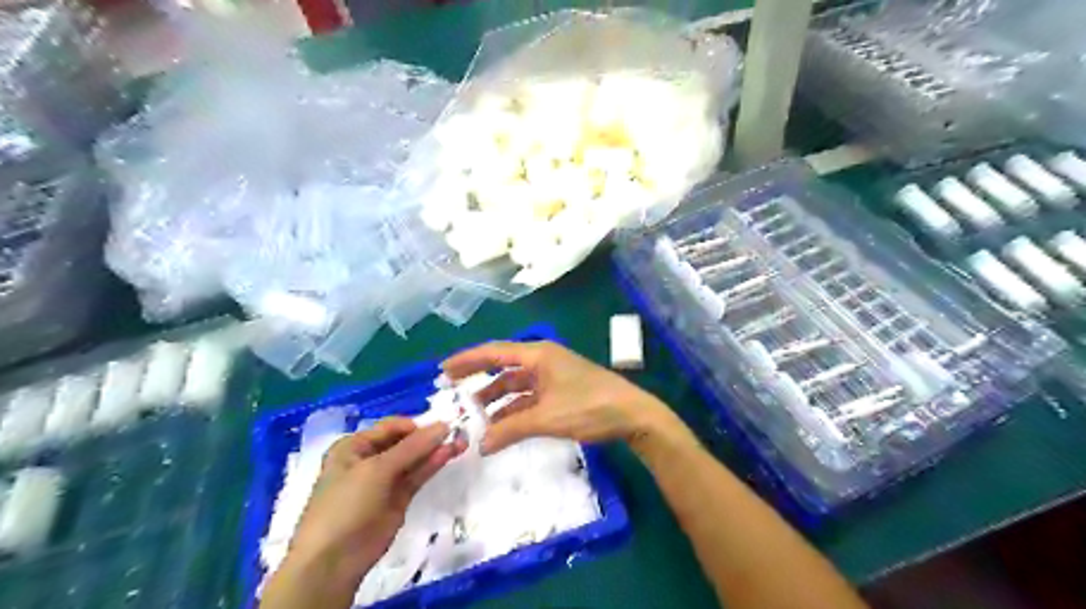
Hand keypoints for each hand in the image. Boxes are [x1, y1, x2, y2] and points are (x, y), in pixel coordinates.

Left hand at [266, 418, 466, 608]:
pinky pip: (417, 476)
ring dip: (435, 449)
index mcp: (354, 446)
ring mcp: (384, 480)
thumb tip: (443, 425)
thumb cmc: (346, 503)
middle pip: (404, 442)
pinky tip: (449, 454)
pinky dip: (432, 465)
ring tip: (461, 441)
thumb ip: (412, 447)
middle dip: (429, 437)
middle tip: (458, 431)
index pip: (391, 427)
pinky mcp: (398, 499)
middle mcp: (369, 459)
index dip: (415, 425)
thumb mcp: (377, 469)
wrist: (333, 560)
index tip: (441, 424)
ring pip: (414, 459)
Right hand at [442, 341, 675, 452]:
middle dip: (479, 382)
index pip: (495, 352)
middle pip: (503, 369)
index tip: (444, 370)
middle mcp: (543, 361)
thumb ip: (511, 429)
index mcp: (539, 355)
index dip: (468, 360)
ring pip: (516, 387)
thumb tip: (480, 444)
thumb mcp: (547, 418)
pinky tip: (501, 427)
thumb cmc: (590, 407)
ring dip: (496, 401)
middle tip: (453, 394)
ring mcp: (553, 378)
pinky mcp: (561, 393)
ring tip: (474, 418)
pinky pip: (529, 399)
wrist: (633, 415)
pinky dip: (514, 411)